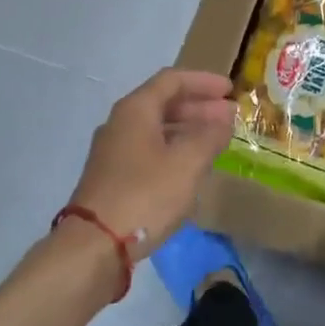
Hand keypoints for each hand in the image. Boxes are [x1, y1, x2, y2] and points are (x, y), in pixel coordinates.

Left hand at [69, 68, 235, 256]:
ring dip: (188, 130)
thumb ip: (210, 136)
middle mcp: (121, 123)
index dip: (203, 81)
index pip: (172, 80)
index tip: (230, 90)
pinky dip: (174, 150)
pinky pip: (149, 151)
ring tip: (216, 142)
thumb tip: (224, 118)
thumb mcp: (187, 163)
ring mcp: (114, 152)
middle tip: (230, 117)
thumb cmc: (145, 195)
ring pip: (157, 129)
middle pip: (163, 103)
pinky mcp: (113, 177)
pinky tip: (191, 168)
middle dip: (199, 107)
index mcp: (135, 110)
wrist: (95, 245)